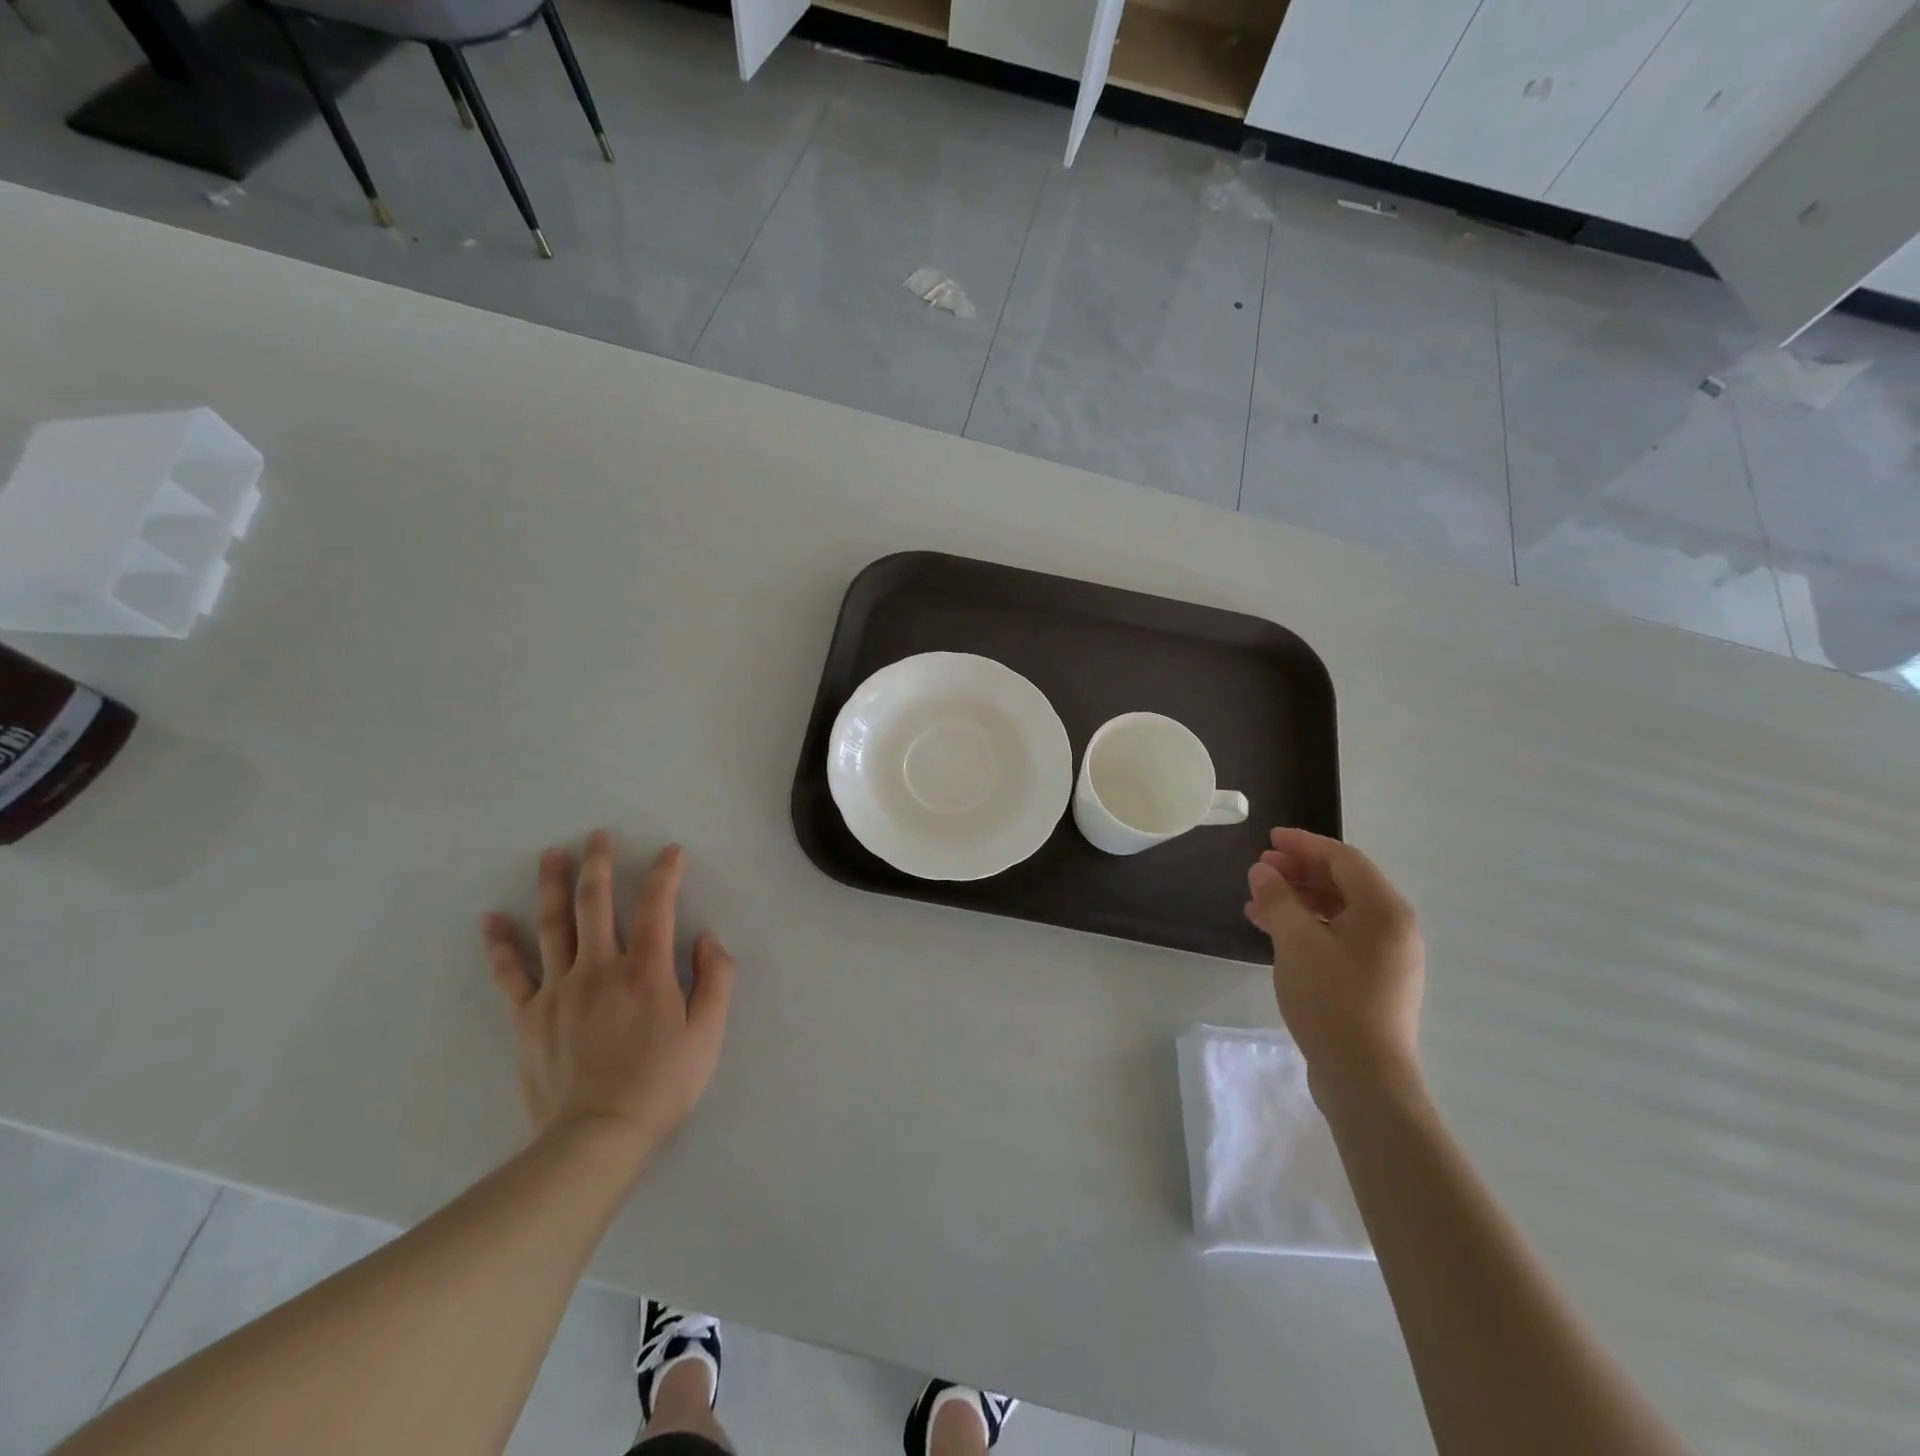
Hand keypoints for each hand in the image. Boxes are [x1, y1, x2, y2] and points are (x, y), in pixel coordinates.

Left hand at [482, 830, 734, 1167]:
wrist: (597, 1136)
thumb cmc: (661, 1083)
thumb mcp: (708, 1033)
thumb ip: (716, 978)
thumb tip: (706, 938)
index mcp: (646, 969)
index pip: (657, 905)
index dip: (665, 873)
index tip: (671, 851)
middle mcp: (600, 967)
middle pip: (596, 902)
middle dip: (599, 863)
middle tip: (598, 835)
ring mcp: (558, 989)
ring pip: (553, 925)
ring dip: (552, 885)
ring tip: (552, 854)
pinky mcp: (528, 1015)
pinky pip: (510, 972)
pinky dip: (500, 943)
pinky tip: (491, 919)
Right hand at [1244, 828, 1424, 1100]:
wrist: (1365, 1078)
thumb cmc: (1332, 1000)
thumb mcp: (1296, 942)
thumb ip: (1278, 899)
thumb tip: (1263, 872)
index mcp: (1385, 910)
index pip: (1343, 859)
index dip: (1304, 845)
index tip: (1269, 840)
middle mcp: (1393, 928)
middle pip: (1343, 883)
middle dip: (1299, 872)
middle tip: (1259, 871)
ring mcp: (1387, 957)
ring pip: (1338, 911)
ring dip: (1298, 900)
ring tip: (1258, 902)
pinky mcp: (1374, 981)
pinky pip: (1339, 936)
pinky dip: (1307, 926)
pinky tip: (1275, 934)